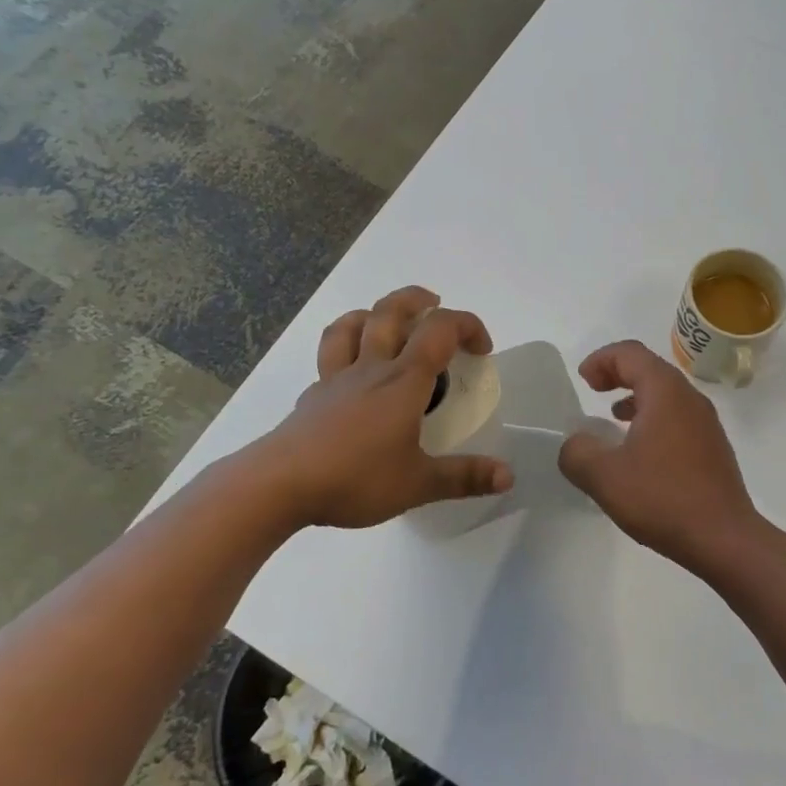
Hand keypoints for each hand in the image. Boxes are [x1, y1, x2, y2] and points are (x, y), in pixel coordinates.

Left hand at [257, 287, 513, 528]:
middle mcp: (370, 369)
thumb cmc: (354, 479)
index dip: (467, 326)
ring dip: (374, 313)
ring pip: (352, 325)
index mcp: (403, 381)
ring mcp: (336, 380)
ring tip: (388, 322)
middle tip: (435, 305)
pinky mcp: (313, 398)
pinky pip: (329, 358)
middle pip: (390, 311)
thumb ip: (464, 477)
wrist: (278, 485)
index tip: (482, 350)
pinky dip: (346, 350)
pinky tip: (352, 375)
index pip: (439, 331)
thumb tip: (508, 475)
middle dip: (418, 299)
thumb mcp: (418, 485)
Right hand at [557, 341, 761, 567]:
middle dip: (618, 373)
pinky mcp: (713, 448)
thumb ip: (577, 452)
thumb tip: (575, 443)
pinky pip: (677, 418)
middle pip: (650, 368)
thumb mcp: (604, 477)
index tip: (582, 380)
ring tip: (613, 417)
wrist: (725, 540)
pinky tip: (639, 451)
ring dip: (636, 397)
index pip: (631, 354)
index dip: (602, 359)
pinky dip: (652, 418)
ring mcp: (706, 424)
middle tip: (593, 389)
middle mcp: (690, 399)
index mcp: (665, 393)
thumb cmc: (663, 499)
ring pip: (666, 394)